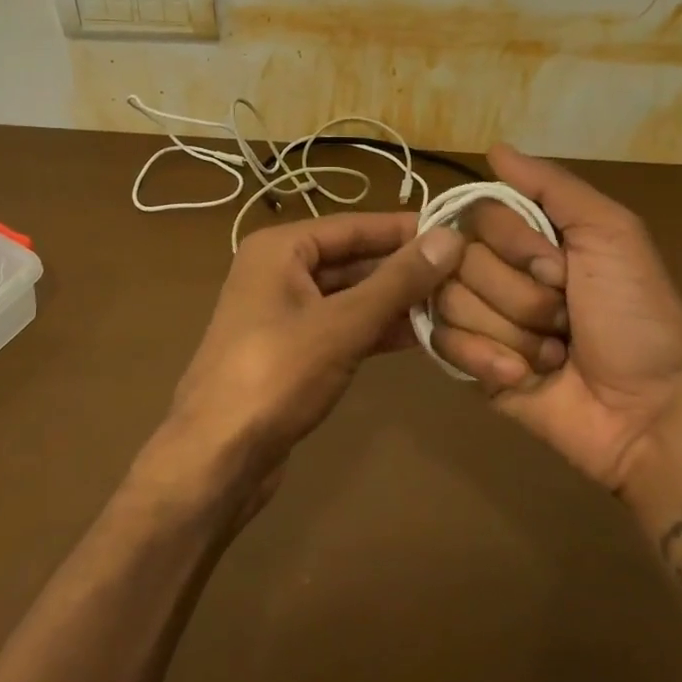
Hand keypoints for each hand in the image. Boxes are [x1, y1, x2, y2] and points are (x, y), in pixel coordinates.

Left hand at [163, 212, 464, 497]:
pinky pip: (341, 326)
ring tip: (453, 303)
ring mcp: (283, 313)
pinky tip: (420, 335)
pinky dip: (376, 328)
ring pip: (349, 295)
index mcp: (280, 248)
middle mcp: (278, 271)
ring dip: (394, 301)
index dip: (405, 229)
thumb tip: (450, 238)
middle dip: (403, 268)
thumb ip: (397, 281)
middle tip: (464, 273)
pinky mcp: (291, 350)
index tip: (457, 231)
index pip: (353, 225)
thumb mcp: (342, 323)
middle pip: (352, 259)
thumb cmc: (276, 374)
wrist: (218, 456)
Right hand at [428, 144, 681, 493]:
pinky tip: (523, 375)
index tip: (559, 268)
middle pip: (459, 259)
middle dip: (519, 294)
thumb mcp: (612, 235)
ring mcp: (479, 315)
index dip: (514, 243)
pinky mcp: (467, 360)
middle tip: (564, 318)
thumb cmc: (637, 318)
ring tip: (551, 353)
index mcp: (530, 236)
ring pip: (450, 300)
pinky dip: (488, 358)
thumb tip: (494, 148)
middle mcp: (497, 269)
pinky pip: (443, 341)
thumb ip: (554, 187)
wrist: (646, 414)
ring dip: (511, 330)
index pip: (478, 214)